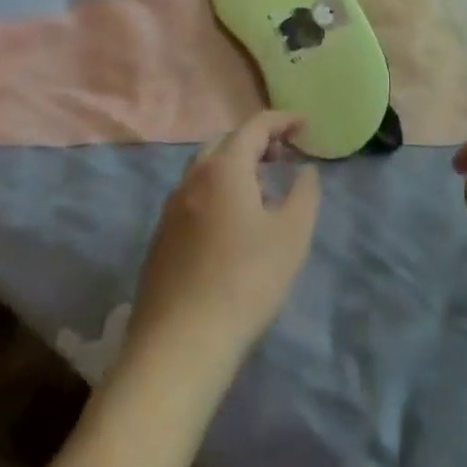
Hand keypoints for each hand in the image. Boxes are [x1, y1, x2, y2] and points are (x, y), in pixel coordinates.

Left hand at [126, 111, 320, 368]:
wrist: (178, 346)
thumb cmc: (244, 282)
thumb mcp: (291, 236)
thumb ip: (304, 194)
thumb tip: (305, 171)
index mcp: (224, 168)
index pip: (255, 126)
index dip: (282, 120)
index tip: (304, 123)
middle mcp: (192, 178)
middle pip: (225, 142)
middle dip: (255, 140)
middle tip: (282, 154)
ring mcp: (171, 208)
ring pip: (205, 169)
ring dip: (234, 166)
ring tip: (260, 187)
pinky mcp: (161, 238)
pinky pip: (193, 196)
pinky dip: (217, 191)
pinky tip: (232, 223)